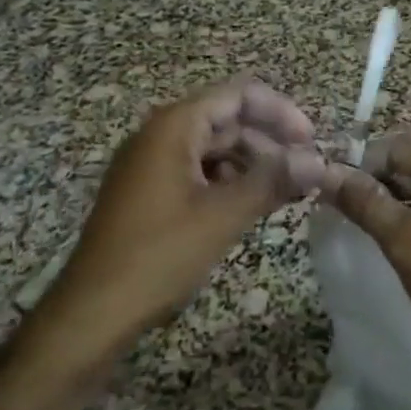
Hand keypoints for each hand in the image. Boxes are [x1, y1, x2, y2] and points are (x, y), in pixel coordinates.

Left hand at [42, 80, 324, 342]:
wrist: (91, 314)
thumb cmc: (159, 255)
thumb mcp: (224, 216)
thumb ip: (273, 181)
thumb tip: (319, 161)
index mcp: (174, 126)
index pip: (238, 95)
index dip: (280, 111)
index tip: (311, 141)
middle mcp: (159, 135)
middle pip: (227, 119)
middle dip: (269, 140)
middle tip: (305, 171)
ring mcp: (150, 164)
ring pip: (214, 148)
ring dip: (252, 163)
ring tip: (286, 190)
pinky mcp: (147, 193)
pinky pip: (197, 172)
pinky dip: (229, 182)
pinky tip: (250, 206)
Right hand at [321, 123, 410, 409]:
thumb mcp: (405, 243)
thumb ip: (366, 203)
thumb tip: (326, 173)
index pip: (408, 144)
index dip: (371, 165)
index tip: (344, 194)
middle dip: (390, 171)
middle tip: (362, 203)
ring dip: (405, 185)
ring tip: (376, 218)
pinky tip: (401, 230)